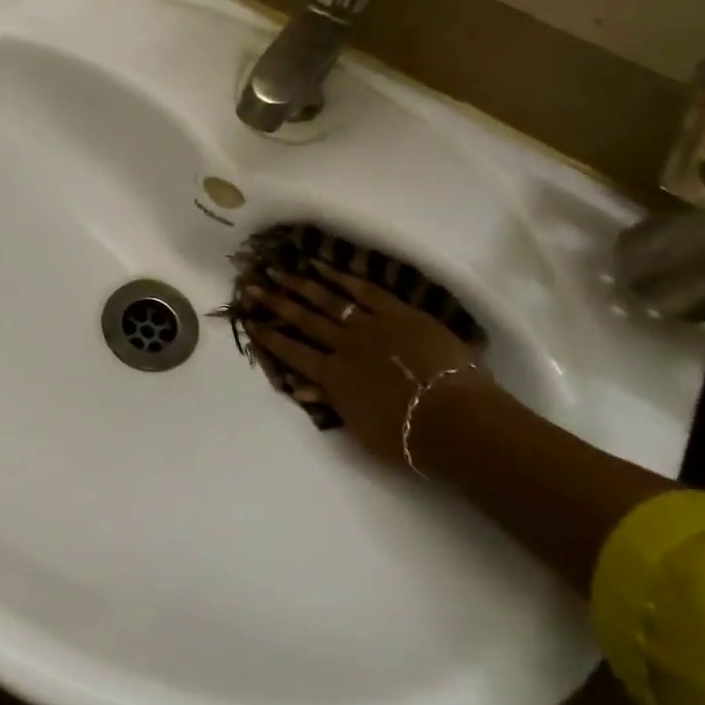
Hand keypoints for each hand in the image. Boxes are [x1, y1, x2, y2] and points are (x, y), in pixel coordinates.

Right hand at [246, 263, 486, 468]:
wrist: (455, 420)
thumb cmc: (408, 437)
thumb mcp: (360, 429)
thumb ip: (330, 402)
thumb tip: (299, 386)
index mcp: (332, 376)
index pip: (292, 352)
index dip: (268, 337)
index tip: (249, 321)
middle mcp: (344, 345)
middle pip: (303, 319)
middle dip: (275, 303)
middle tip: (252, 285)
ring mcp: (370, 325)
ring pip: (328, 300)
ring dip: (301, 284)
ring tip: (279, 271)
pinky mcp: (398, 313)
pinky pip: (365, 290)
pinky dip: (343, 277)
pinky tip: (324, 267)